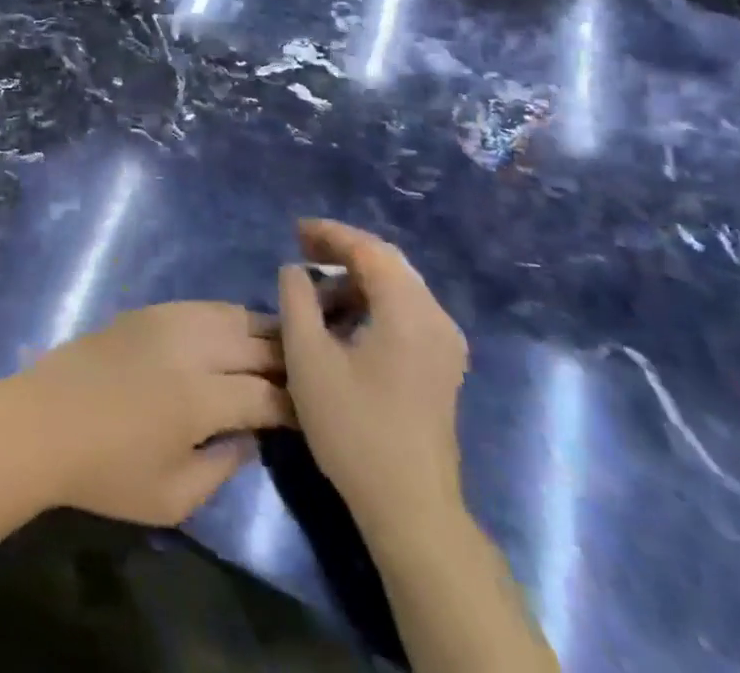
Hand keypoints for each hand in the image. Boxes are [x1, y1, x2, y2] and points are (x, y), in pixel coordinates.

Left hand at [0, 303, 290, 526]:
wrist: (43, 421)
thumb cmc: (106, 471)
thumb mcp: (172, 497)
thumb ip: (222, 467)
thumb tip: (249, 435)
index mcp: (200, 398)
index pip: (266, 393)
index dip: (296, 404)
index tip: (314, 414)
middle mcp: (190, 348)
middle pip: (256, 343)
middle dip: (289, 358)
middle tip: (311, 373)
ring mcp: (166, 321)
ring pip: (231, 313)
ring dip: (262, 329)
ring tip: (283, 346)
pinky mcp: (147, 310)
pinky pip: (202, 305)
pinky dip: (228, 316)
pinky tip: (235, 330)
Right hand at [278, 220, 467, 531]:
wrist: (411, 508)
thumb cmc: (353, 427)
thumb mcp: (307, 357)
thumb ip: (296, 299)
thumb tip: (296, 270)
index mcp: (408, 311)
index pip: (369, 250)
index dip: (330, 234)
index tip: (295, 230)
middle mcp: (436, 319)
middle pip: (389, 262)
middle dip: (344, 249)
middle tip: (302, 247)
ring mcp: (444, 344)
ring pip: (398, 287)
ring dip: (357, 277)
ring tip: (315, 284)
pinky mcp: (441, 366)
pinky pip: (406, 310)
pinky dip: (372, 300)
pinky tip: (343, 316)